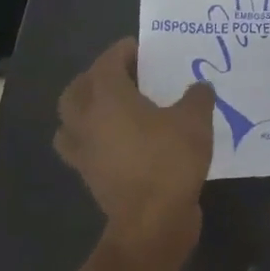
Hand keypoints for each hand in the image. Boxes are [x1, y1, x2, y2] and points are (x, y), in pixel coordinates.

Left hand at [54, 38, 214, 252]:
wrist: (152, 223)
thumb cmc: (170, 160)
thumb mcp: (195, 120)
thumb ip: (197, 96)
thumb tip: (198, 88)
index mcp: (109, 99)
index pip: (106, 64)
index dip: (122, 52)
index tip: (141, 47)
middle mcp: (88, 122)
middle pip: (76, 90)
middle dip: (96, 77)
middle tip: (125, 73)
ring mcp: (84, 152)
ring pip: (72, 121)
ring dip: (88, 108)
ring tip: (118, 106)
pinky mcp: (90, 177)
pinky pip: (84, 147)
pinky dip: (97, 138)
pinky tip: (125, 139)